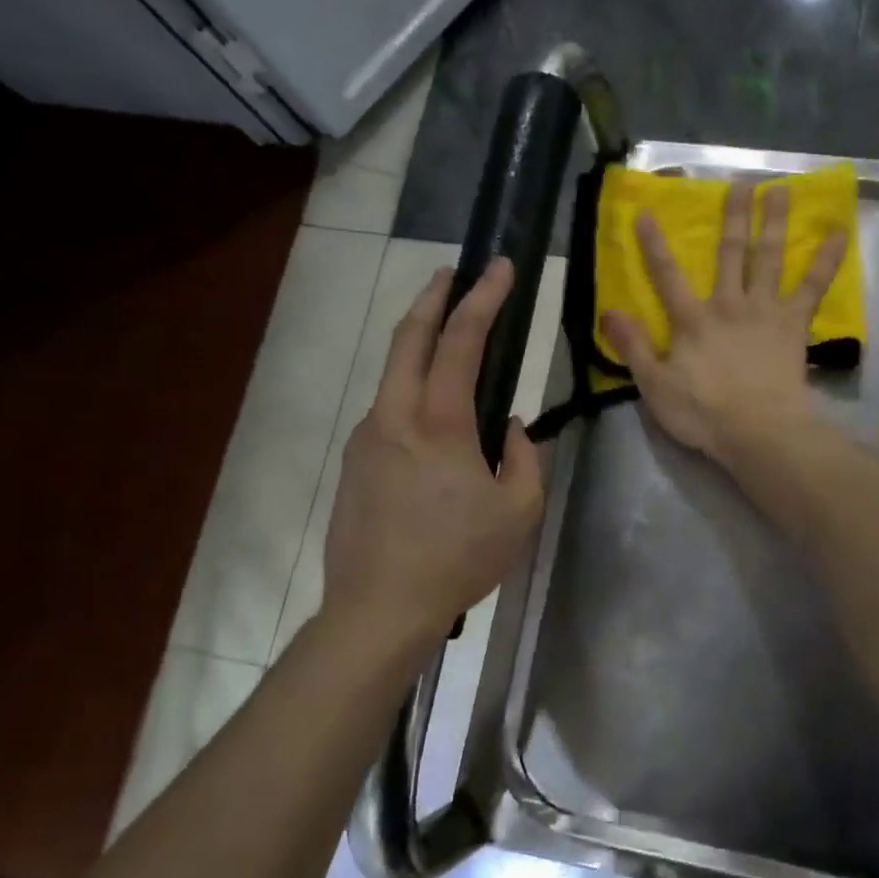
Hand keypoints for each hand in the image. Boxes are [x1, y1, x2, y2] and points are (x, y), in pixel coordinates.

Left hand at [323, 260, 543, 642]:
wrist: (379, 608)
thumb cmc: (459, 558)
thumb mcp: (519, 510)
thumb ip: (524, 457)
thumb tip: (510, 428)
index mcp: (439, 424)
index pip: (462, 342)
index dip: (484, 299)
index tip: (499, 268)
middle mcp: (394, 417)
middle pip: (409, 338)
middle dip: (433, 297)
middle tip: (454, 273)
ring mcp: (367, 437)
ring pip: (393, 372)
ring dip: (419, 342)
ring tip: (448, 339)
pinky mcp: (355, 462)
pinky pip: (388, 410)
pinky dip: (411, 388)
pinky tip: (433, 414)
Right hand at [602, 181, 846, 464]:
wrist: (759, 431)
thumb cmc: (703, 414)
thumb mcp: (655, 386)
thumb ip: (634, 347)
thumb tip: (609, 311)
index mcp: (692, 321)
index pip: (667, 276)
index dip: (654, 245)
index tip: (646, 213)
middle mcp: (728, 305)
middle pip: (730, 254)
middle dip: (732, 218)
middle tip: (740, 184)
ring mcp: (764, 311)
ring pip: (768, 258)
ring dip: (773, 223)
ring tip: (780, 191)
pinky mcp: (792, 325)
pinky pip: (812, 287)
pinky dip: (825, 260)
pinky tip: (838, 234)